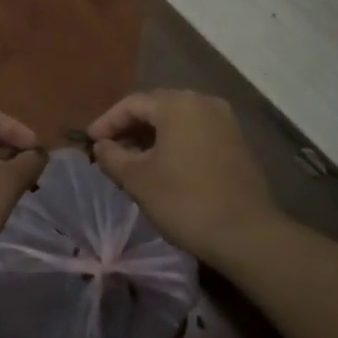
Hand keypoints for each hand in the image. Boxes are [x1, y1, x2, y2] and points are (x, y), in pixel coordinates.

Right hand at [88, 90, 279, 266]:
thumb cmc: (185, 201)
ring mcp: (225, 121)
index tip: (90, 142)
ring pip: (178, 120)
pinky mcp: (238, 142)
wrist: (247, 234)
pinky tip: (165, 165)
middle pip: (157, 107)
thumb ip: (113, 157)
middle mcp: (203, 102)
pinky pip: (197, 132)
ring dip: (153, 136)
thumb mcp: (138, 180)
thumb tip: (101, 146)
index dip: (107, 122)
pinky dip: (176, 143)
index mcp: (177, 104)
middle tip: (109, 148)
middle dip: (130, 127)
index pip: (132, 104)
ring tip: (134, 159)